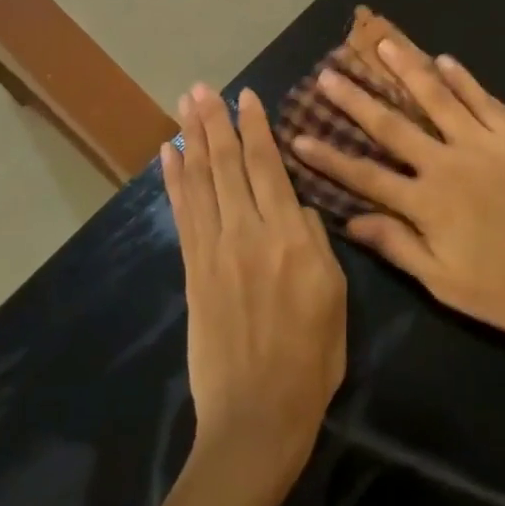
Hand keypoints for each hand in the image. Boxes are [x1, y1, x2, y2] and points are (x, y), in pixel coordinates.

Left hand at [162, 86, 346, 491]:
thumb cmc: (311, 357)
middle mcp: (248, 233)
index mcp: (290, 237)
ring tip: (184, 107)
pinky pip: (183, 215)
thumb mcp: (336, 295)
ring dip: (192, 140)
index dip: (256, 129)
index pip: (268, 167)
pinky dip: (174, 183)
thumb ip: (316, 243)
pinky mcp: (194, 272)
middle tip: (202, 88)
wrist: (257, 417)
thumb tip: (298, 210)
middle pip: (228, 165)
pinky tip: (168, 158)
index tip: (247, 96)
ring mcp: (215, 251)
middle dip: (215, 122)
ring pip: (202, 183)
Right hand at [292, 40, 504, 335]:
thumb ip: (398, 247)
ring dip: (406, 70)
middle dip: (356, 100)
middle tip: (328, 74)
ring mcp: (480, 145)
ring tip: (382, 43)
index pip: (366, 176)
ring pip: (435, 99)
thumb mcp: (445, 282)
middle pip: (392, 126)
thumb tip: (351, 222)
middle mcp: (446, 164)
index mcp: (426, 204)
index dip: (330, 157)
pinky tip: (443, 58)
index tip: (299, 135)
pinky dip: (462, 78)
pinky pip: (481, 101)